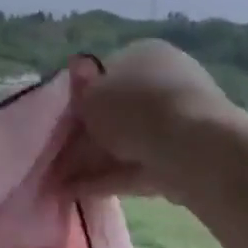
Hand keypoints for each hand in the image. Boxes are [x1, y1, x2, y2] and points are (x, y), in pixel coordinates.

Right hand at [57, 40, 240, 198]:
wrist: (191, 148)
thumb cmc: (134, 108)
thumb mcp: (90, 95)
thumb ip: (79, 93)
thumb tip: (77, 80)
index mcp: (146, 55)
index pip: (105, 74)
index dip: (79, 98)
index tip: (60, 121)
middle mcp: (165, 83)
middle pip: (115, 111)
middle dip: (86, 135)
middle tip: (56, 155)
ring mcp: (176, 122)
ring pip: (124, 142)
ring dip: (92, 160)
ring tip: (58, 181)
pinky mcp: (180, 158)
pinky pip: (135, 167)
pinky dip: (107, 178)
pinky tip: (76, 191)